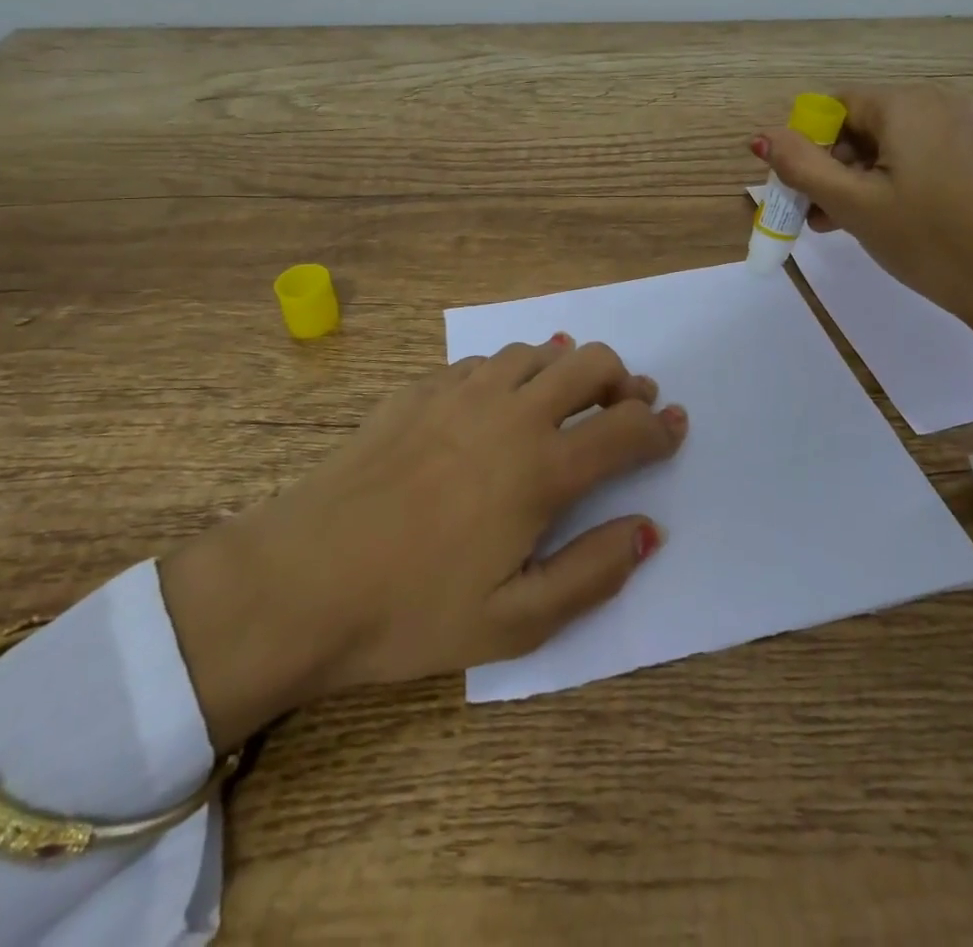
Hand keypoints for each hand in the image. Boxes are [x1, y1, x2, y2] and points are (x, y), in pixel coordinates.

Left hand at [158, 338, 684, 750]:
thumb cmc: (409, 612)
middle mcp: (510, 413)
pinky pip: (486, 360)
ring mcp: (461, 392)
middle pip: (591, 363)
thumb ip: (593, 573)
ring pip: (538, 350)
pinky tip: (501, 403)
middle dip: (624, 379)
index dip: (659, 428)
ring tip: (571, 401)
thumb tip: (648, 529)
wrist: (298, 580)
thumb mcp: (514, 622)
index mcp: (540, 468)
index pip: (625, 429)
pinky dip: (514, 371)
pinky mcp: (420, 388)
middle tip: (630, 406)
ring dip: (569, 368)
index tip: (674, 429)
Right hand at [752, 84, 972, 391]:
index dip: (810, 144)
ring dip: (857, 175)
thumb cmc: (923, 240)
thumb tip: (761, 135)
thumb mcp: (852, 204)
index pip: (836, 106)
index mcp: (909, 103)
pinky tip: (876, 213)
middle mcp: (939, 99)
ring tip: (840, 221)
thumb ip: (801, 165)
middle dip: (833, 164)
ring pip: (887, 140)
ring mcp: (963, 124)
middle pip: (862, 122)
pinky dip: (889, 175)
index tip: (805, 189)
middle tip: (819, 213)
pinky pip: (915, 150)